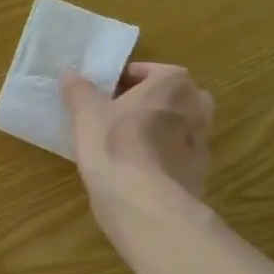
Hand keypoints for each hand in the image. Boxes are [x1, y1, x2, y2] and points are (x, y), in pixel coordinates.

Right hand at [60, 63, 214, 206]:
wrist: (144, 203)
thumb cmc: (114, 146)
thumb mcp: (86, 114)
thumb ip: (78, 90)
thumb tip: (70, 72)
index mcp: (173, 85)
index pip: (154, 70)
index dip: (130, 78)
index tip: (109, 91)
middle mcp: (197, 108)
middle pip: (175, 96)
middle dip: (153, 101)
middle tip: (122, 112)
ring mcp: (203, 143)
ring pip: (181, 126)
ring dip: (161, 128)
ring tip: (129, 141)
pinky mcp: (199, 173)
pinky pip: (180, 155)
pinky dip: (165, 156)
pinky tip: (140, 168)